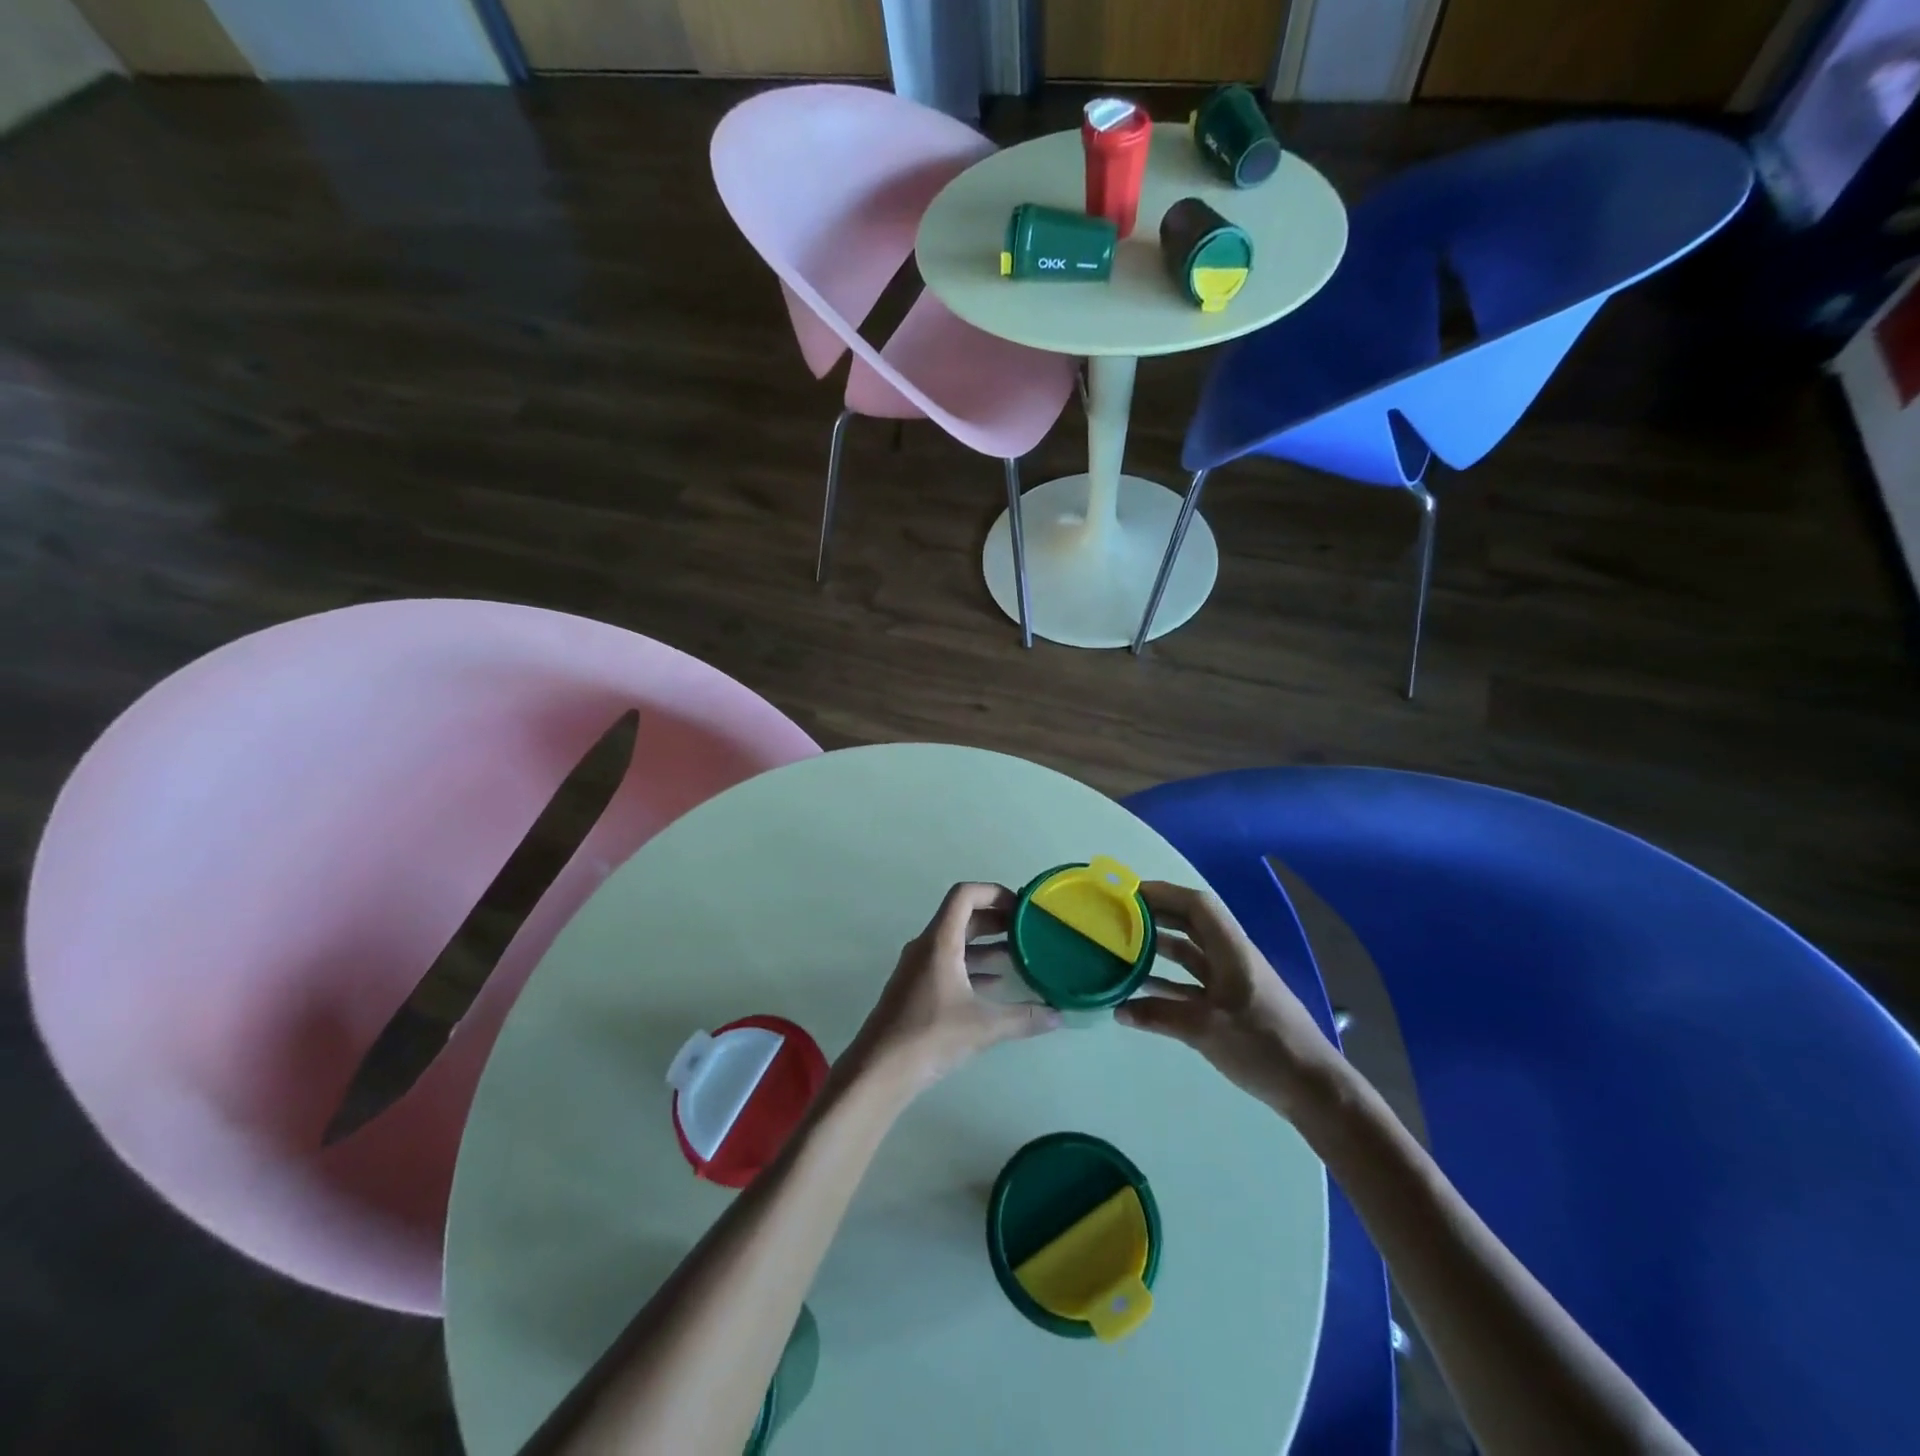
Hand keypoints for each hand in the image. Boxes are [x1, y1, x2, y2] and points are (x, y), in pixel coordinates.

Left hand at [847, 882, 1059, 1098]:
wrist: (879, 1069)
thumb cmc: (930, 1036)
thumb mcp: (983, 1026)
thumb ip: (1024, 1018)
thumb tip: (1059, 1015)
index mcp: (939, 941)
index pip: (964, 895)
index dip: (994, 892)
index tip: (1021, 907)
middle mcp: (926, 946)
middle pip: (962, 917)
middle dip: (995, 919)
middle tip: (1027, 930)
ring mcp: (918, 967)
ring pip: (955, 942)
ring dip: (985, 944)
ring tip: (1018, 955)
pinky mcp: (916, 988)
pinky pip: (948, 964)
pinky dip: (972, 966)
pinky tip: (995, 984)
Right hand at [1116, 881, 1342, 1117]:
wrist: (1314, 1089)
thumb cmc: (1263, 1046)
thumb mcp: (1206, 1029)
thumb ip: (1159, 1015)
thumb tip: (1117, 1010)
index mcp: (1232, 950)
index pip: (1196, 905)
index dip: (1163, 893)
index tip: (1129, 894)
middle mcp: (1232, 958)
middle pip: (1191, 924)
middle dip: (1156, 915)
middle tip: (1119, 916)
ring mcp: (1232, 982)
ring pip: (1190, 954)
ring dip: (1160, 948)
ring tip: (1123, 946)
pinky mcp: (1231, 1007)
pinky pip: (1192, 983)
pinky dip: (1168, 982)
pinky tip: (1142, 992)